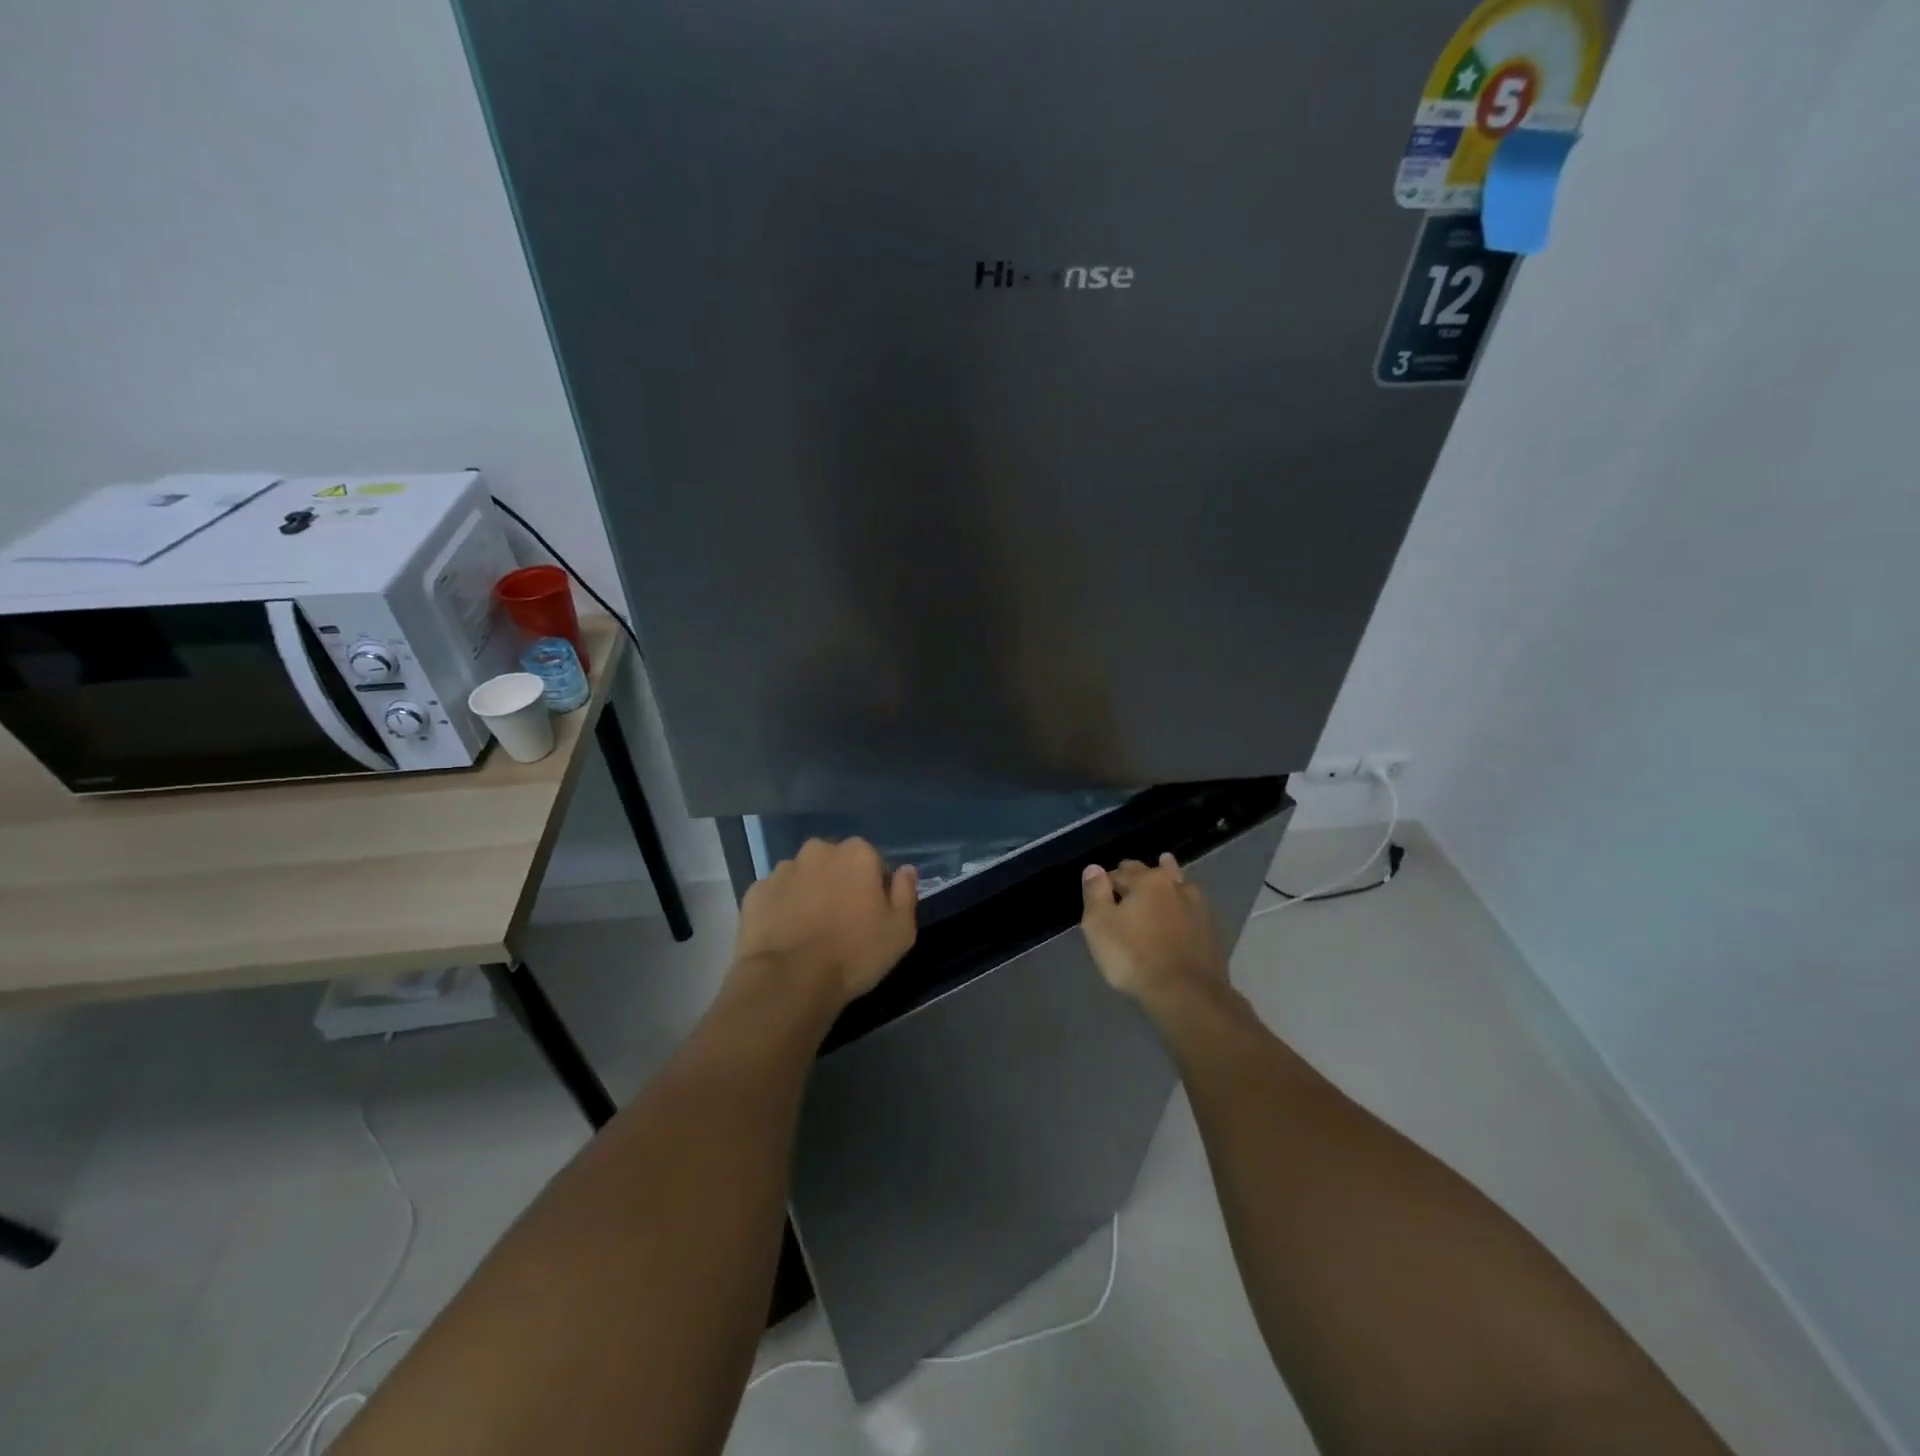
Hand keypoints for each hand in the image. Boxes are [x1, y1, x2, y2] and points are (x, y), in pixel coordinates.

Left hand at [733, 837, 918, 1005]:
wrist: (789, 980)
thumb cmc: (854, 953)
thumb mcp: (900, 931)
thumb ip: (906, 893)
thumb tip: (906, 870)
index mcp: (857, 854)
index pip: (872, 862)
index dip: (874, 888)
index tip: (871, 915)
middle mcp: (818, 851)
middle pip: (835, 864)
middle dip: (839, 883)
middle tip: (841, 921)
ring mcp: (782, 870)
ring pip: (803, 876)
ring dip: (809, 893)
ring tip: (810, 931)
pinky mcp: (755, 892)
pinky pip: (776, 895)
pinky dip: (781, 908)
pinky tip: (786, 935)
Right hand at [1080, 853, 1228, 1008]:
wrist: (1186, 995)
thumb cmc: (1134, 957)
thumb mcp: (1099, 925)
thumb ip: (1095, 892)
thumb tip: (1094, 868)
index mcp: (1147, 880)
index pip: (1120, 872)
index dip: (1107, 883)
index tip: (1101, 898)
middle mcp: (1176, 885)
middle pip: (1152, 874)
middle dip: (1138, 878)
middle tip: (1127, 891)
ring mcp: (1199, 908)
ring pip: (1178, 887)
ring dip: (1168, 883)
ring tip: (1164, 876)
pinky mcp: (1212, 931)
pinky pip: (1191, 910)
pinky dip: (1183, 908)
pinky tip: (1182, 913)